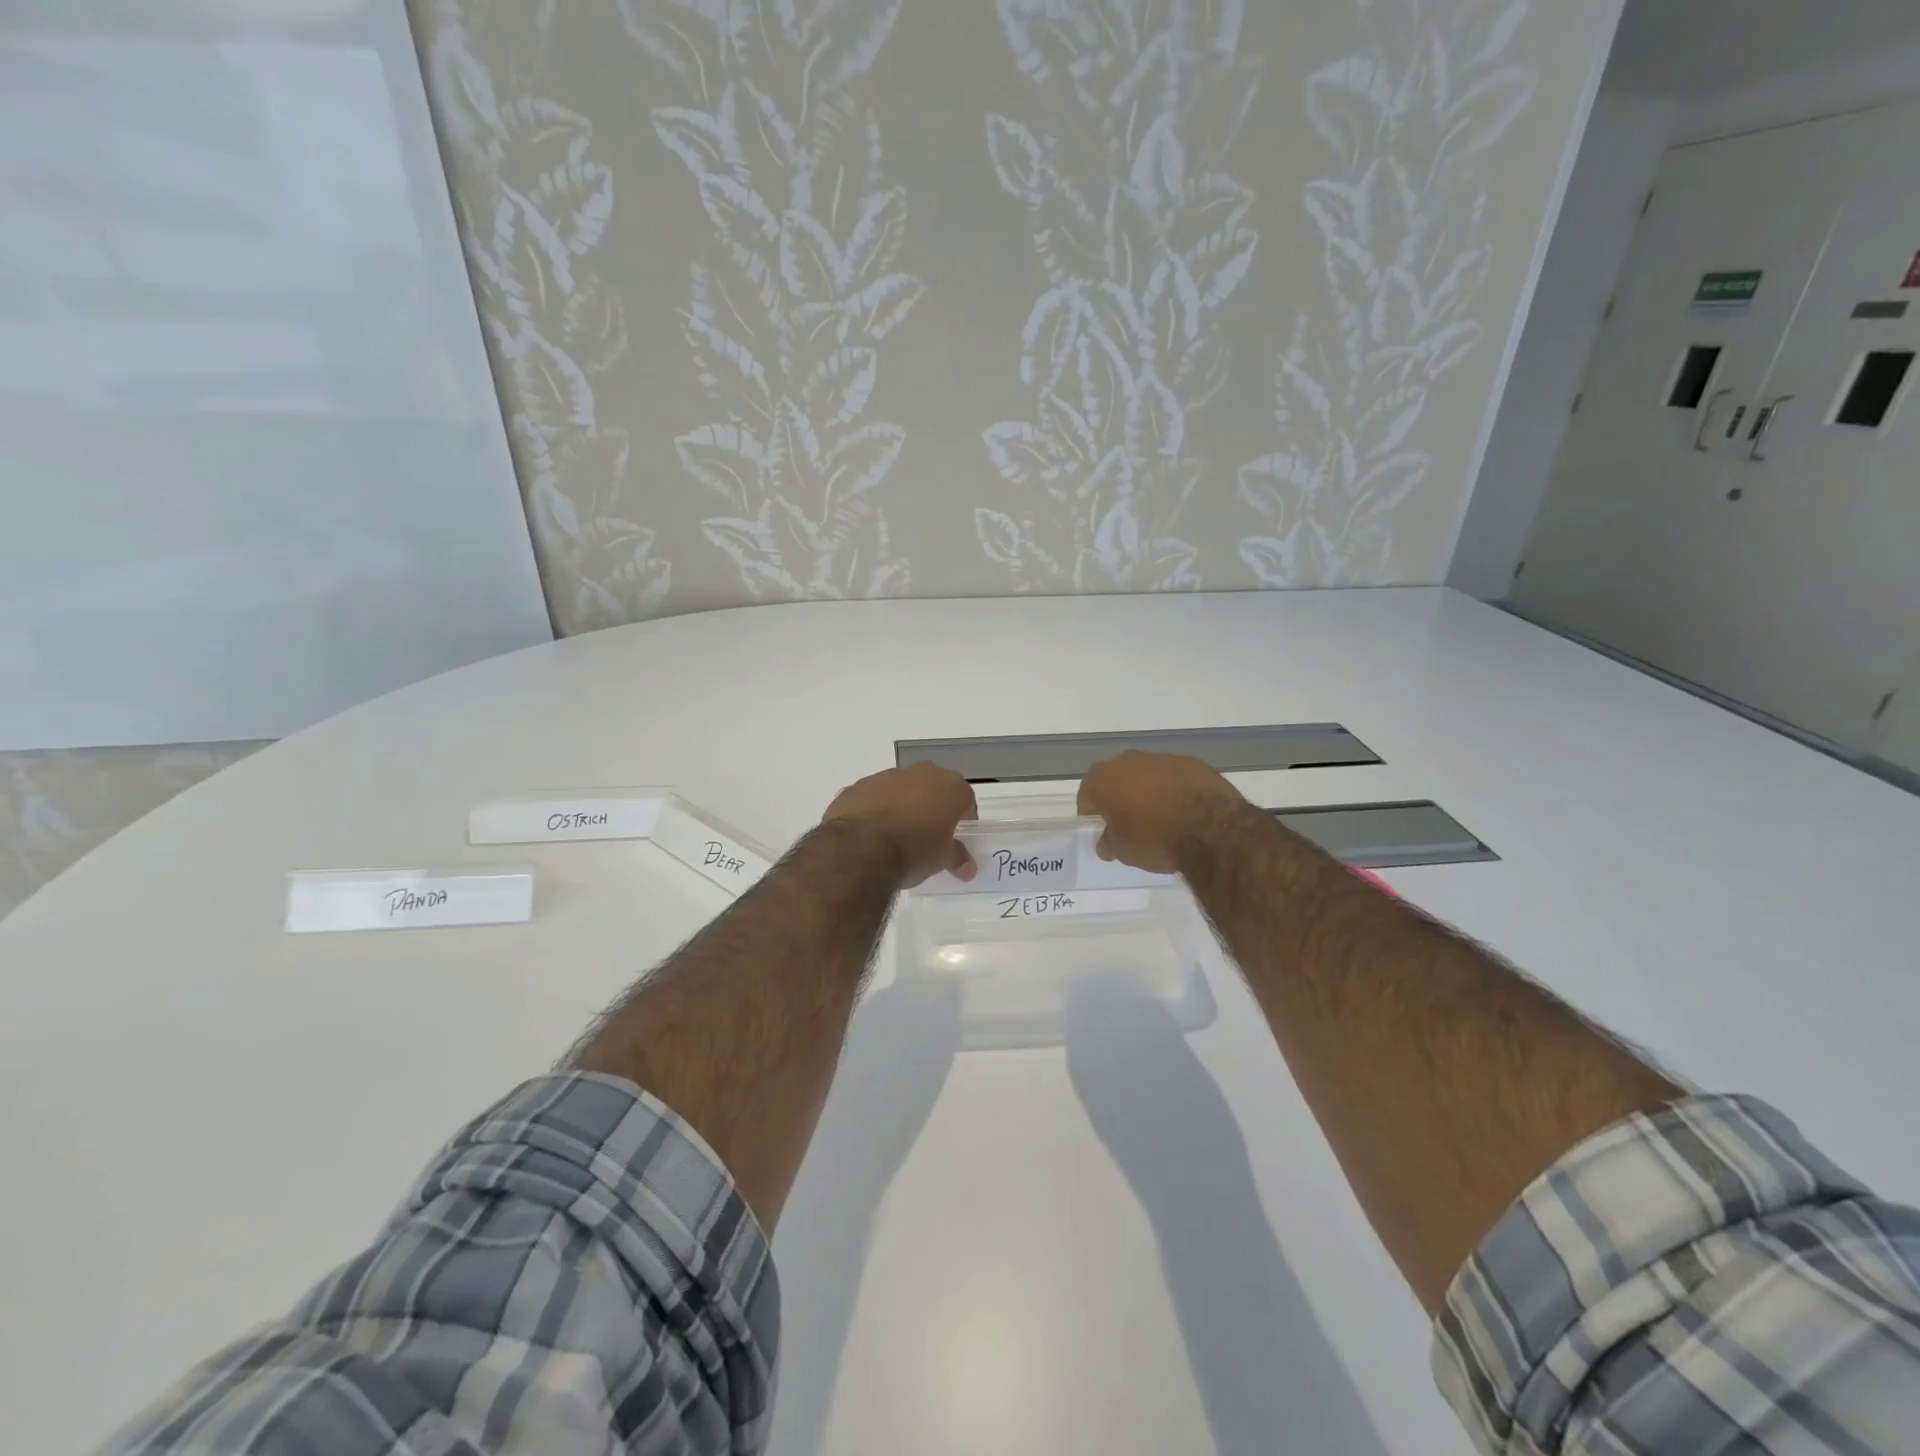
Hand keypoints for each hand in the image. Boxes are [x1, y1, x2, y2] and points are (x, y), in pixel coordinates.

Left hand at [824, 763, 977, 887]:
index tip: (956, 837)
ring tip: (896, 835)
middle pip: (933, 787)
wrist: (860, 848)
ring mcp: (886, 776)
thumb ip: (957, 857)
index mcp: (949, 786)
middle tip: (928, 834)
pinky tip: (870, 833)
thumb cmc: (913, 851)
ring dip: (902, 805)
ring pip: (901, 789)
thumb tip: (968, 868)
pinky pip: (874, 796)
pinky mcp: (858, 786)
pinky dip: (875, 809)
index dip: (963, 818)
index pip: (965, 799)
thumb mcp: (942, 859)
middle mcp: (921, 772)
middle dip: (932, 807)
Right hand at [1077, 751, 1248, 873]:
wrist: (1210, 829)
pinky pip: (1174, 777)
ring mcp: (1162, 758)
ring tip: (1160, 818)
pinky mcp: (1192, 762)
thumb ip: (1109, 842)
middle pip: (1116, 779)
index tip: (1100, 828)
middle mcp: (1128, 761)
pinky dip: (1174, 789)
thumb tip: (1106, 842)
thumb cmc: (1154, 839)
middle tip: (1128, 822)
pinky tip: (1184, 812)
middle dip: (1119, 797)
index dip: (1091, 812)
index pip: (1087, 794)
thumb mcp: (1123, 851)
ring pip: (1146, 774)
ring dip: (1148, 791)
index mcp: (1103, 779)